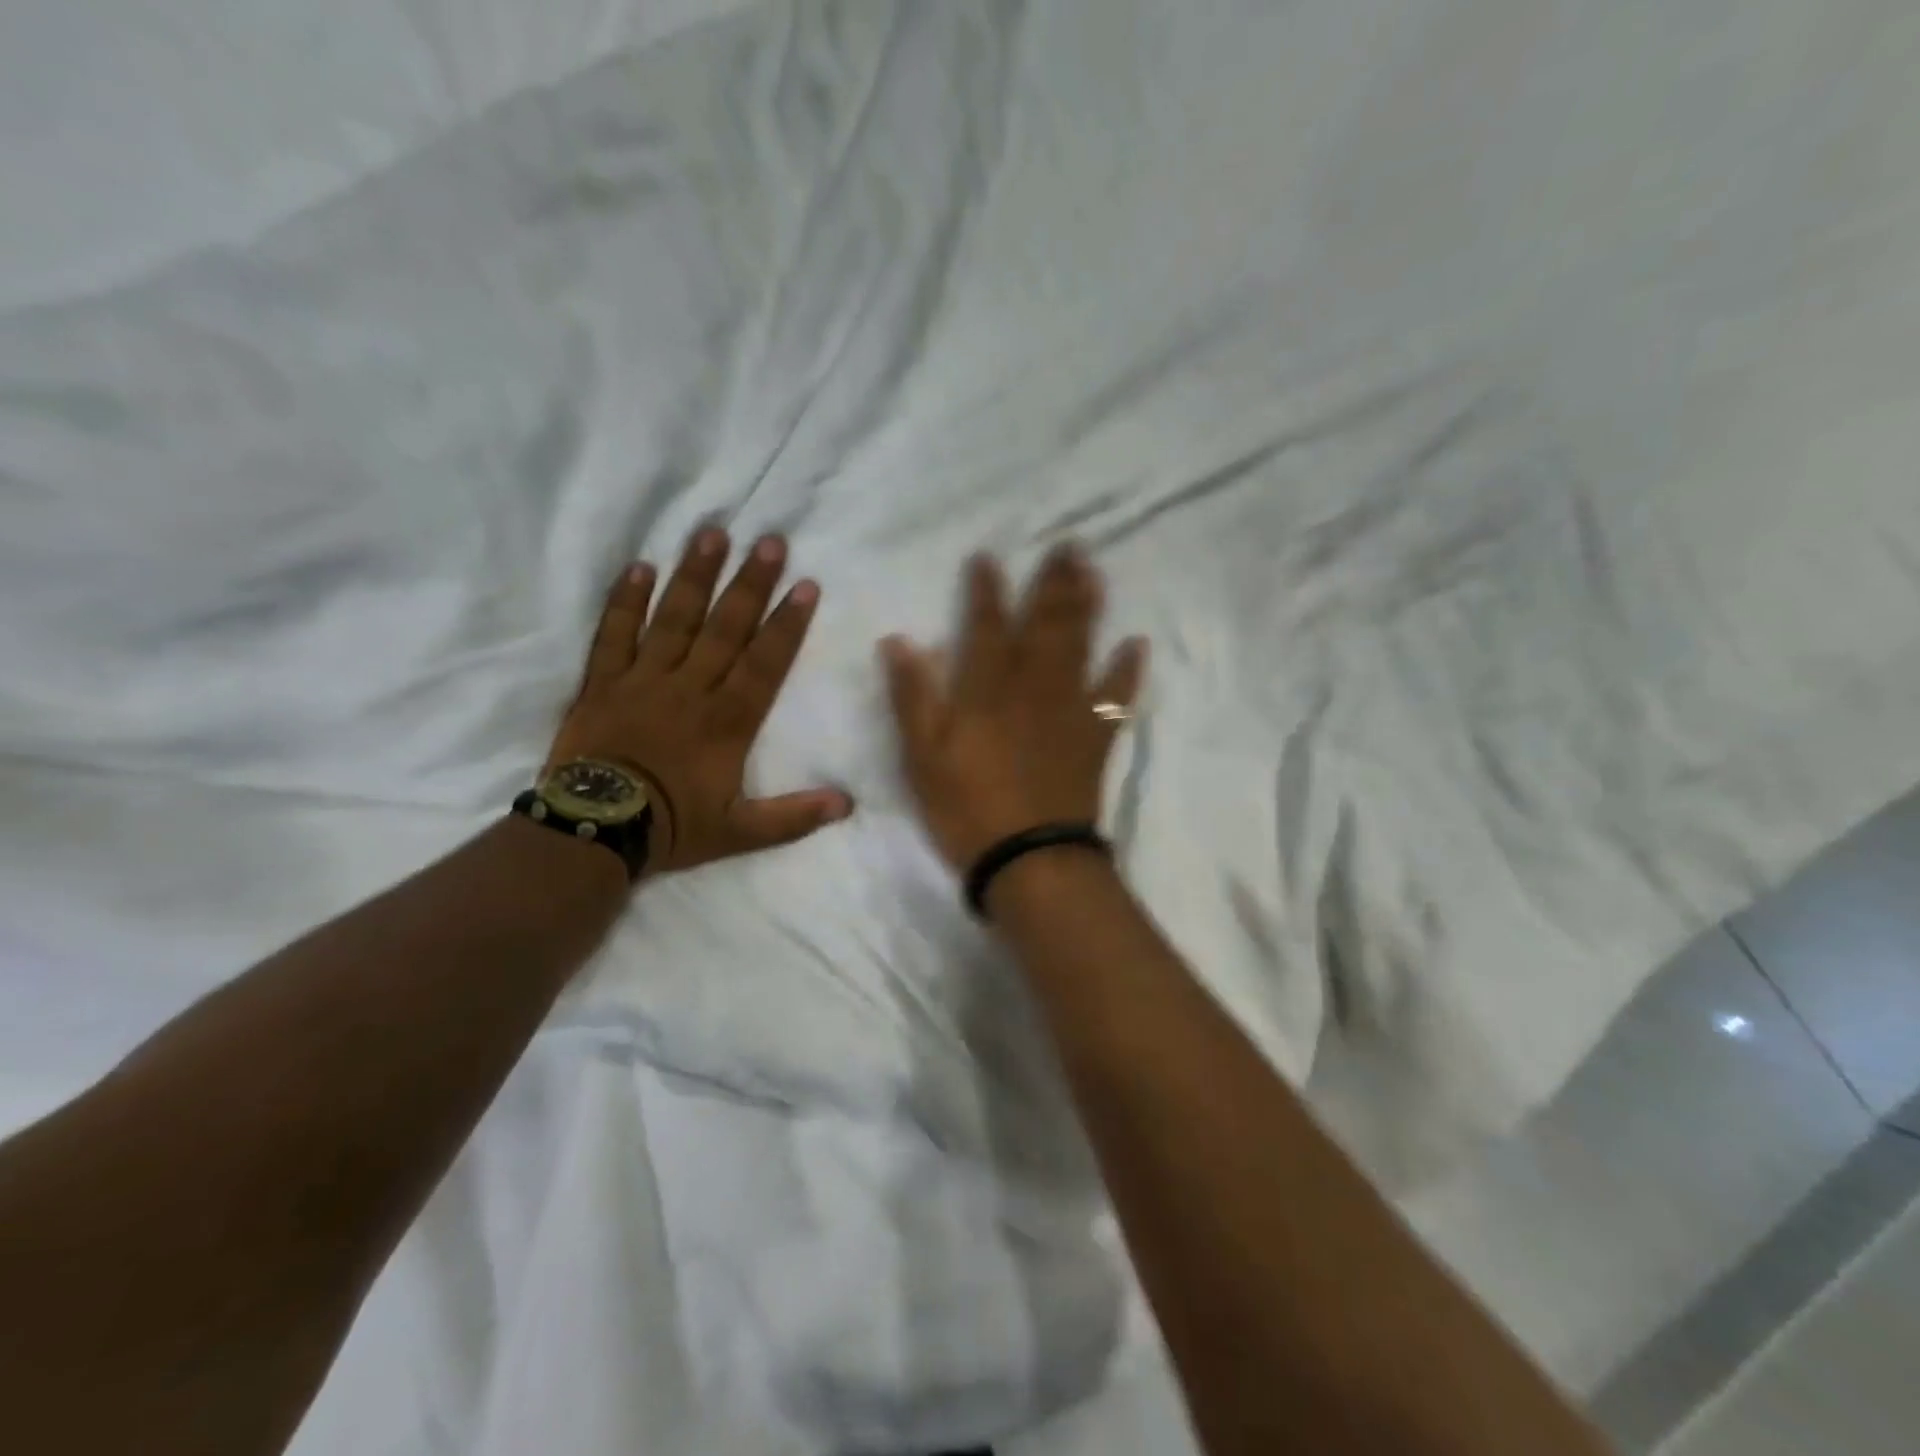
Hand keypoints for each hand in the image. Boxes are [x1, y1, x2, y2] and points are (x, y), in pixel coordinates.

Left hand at [547, 529, 851, 873]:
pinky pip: (614, 633)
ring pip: (674, 618)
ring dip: (695, 576)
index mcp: (728, 721)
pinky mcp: (603, 682)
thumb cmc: (671, 827)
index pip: (765, 662)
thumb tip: (847, 804)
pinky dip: (626, 600)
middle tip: (769, 541)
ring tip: (712, 534)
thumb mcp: (740, 833)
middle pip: (725, 628)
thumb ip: (793, 817)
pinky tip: (639, 566)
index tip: (806, 585)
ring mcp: (644, 679)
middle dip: (750, 583)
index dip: (787, 623)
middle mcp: (691, 688)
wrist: (593, 831)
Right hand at [880, 545, 1146, 874]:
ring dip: (1088, 607)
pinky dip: (1127, 670)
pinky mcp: (1094, 738)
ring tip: (1093, 572)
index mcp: (987, 690)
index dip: (986, 590)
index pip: (986, 626)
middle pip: (1046, 625)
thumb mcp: (921, 756)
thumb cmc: (966, 808)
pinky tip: (1135, 643)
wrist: (1029, 859)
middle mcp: (1032, 688)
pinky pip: (1116, 697)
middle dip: (1054, 582)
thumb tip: (899, 640)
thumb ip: (912, 696)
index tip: (988, 557)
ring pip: (1082, 647)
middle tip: (1068, 545)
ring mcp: (1069, 711)